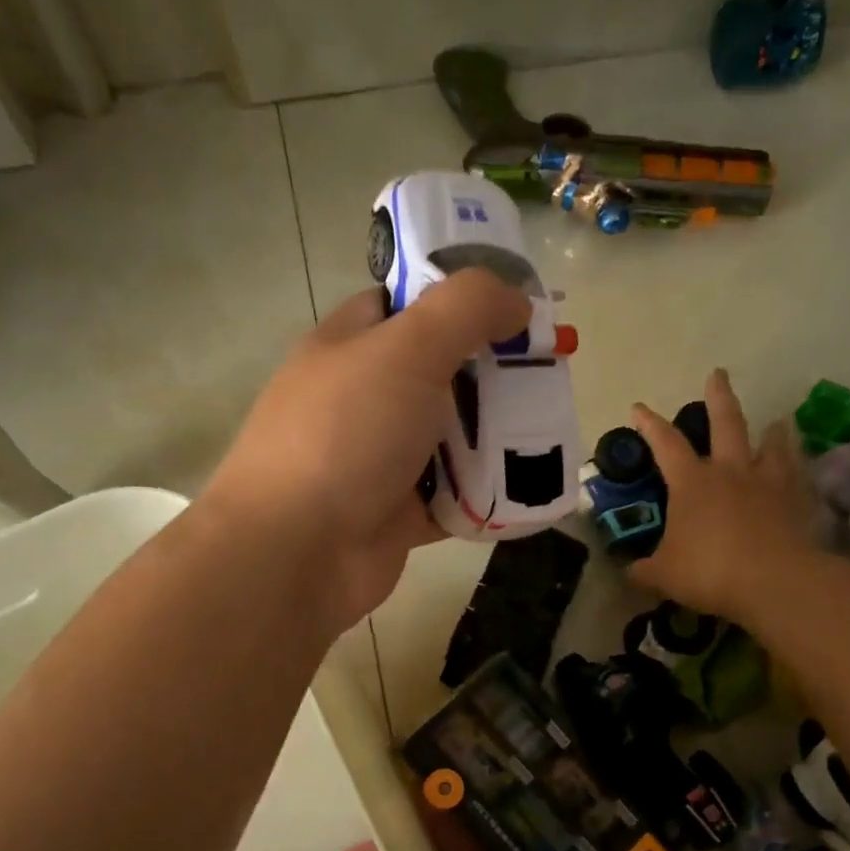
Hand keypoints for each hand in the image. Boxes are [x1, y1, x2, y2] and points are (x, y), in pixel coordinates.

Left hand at [205, 270, 530, 631]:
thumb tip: (515, 298)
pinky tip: (533, 489)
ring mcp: (378, 462)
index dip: (457, 299)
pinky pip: (453, 498)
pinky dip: (487, 495)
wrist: (297, 552)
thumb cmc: (347, 435)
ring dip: (496, 438)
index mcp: (349, 348)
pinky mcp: (396, 516)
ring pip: (449, 440)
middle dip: (492, 374)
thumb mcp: (406, 350)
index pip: (404, 306)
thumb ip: (464, 309)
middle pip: (438, 375)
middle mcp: (362, 401)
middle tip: (550, 373)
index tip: (515, 307)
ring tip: (553, 429)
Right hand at [626, 368, 821, 623]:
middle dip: (718, 397)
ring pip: (771, 444)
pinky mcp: (796, 500)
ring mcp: (767, 483)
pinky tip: (799, 467)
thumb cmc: (709, 571)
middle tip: (718, 374)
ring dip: (772, 430)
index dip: (650, 424)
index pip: (665, 444)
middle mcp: (730, 472)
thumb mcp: (663, 574)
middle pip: (726, 423)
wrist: (774, 581)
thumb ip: (644, 569)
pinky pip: (797, 474)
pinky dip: (797, 466)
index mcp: (692, 483)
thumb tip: (629, 570)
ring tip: (776, 421)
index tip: (639, 407)